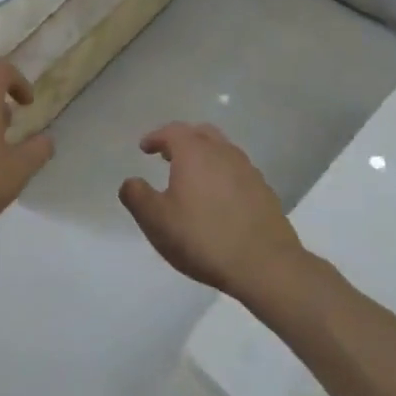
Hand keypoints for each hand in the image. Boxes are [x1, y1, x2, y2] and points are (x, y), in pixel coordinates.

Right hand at [119, 123, 308, 299]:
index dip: (156, 137)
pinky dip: (222, 175)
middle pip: (202, 133)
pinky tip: (218, 199)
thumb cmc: (202, 238)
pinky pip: (238, 172)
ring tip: (192, 177)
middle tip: (168, 156)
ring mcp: (248, 171)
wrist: (264, 264)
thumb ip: (137, 196)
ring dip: (205, 156)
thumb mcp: (156, 220)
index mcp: (195, 153)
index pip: (172, 131)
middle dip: (182, 140)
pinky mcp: (264, 192)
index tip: (145, 148)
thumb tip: (131, 182)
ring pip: (223, 151)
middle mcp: (224, 153)